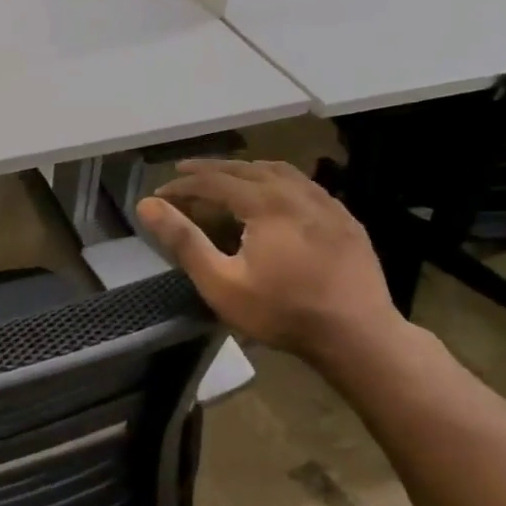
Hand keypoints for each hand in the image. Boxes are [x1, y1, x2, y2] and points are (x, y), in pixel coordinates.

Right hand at [136, 159, 404, 359]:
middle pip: (246, 169)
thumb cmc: (282, 312)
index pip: (214, 181)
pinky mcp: (345, 219)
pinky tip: (274, 193)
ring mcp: (327, 204)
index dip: (182, 185)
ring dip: (245, 169)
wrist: (358, 337)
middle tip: (182, 172)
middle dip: (210, 169)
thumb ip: (183, 240)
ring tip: (225, 175)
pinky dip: (277, 180)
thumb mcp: (221, 282)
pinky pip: (305, 184)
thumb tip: (147, 204)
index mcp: (266, 204)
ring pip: (279, 171)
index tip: (159, 194)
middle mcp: (297, 193)